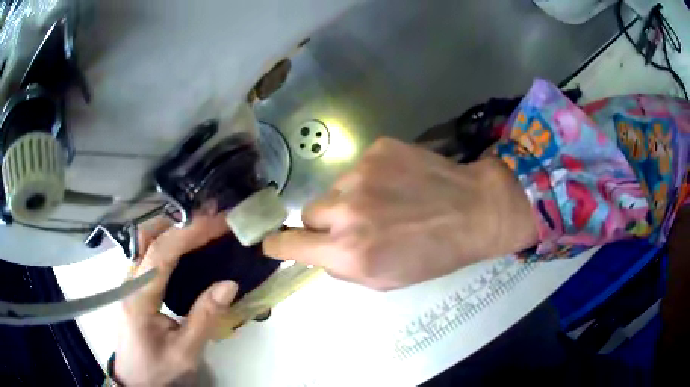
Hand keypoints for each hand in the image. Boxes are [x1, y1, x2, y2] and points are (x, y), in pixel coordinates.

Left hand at [114, 214, 235, 386]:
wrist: (135, 380)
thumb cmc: (158, 368)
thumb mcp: (185, 352)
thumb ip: (205, 318)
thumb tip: (229, 284)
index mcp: (139, 296)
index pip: (161, 251)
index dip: (190, 232)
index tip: (219, 222)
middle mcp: (129, 281)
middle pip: (149, 236)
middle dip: (182, 222)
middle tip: (213, 219)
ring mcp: (129, 281)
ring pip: (146, 241)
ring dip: (174, 228)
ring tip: (204, 227)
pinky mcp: (133, 286)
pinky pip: (148, 253)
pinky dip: (169, 241)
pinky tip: (186, 247)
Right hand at [264, 137, 535, 289]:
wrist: (474, 210)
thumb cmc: (434, 255)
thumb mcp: (386, 280)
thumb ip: (344, 268)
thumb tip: (318, 252)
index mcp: (350, 251)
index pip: (290, 243)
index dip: (277, 244)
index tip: (273, 242)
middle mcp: (348, 210)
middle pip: (308, 213)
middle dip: (325, 223)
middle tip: (356, 225)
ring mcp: (362, 173)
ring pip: (335, 189)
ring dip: (350, 199)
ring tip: (386, 203)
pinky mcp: (378, 149)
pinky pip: (358, 168)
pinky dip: (370, 179)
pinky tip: (398, 183)